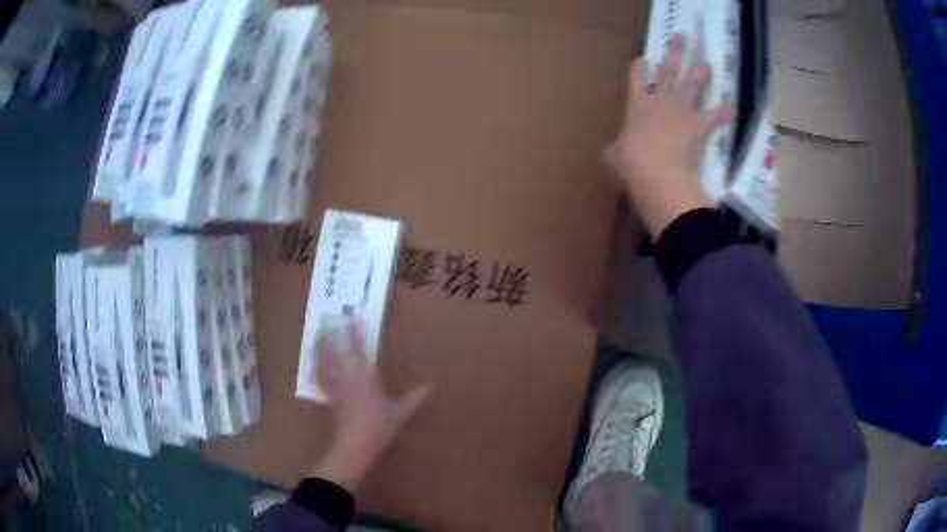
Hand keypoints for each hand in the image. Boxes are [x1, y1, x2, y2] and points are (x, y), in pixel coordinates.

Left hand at [311, 321, 431, 491]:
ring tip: (317, 335)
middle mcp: (348, 375)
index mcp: (366, 375)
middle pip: (336, 350)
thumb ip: (414, 398)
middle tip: (326, 321)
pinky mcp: (329, 396)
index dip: (355, 333)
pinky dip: (316, 369)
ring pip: (325, 361)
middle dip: (332, 335)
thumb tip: (430, 387)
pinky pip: (320, 378)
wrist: (355, 444)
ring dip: (320, 347)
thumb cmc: (379, 426)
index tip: (351, 319)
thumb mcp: (401, 412)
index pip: (359, 348)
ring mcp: (336, 385)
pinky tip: (313, 364)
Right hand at [605, 34, 733, 237]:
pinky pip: (716, 116)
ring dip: (701, 75)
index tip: (643, 59)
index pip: (637, 77)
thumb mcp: (614, 156)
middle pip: (669, 70)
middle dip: (676, 53)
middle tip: (682, 39)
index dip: (640, 67)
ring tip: (707, 66)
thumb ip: (615, 149)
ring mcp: (683, 111)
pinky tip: (731, 106)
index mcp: (637, 104)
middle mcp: (661, 101)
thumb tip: (611, 151)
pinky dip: (724, 112)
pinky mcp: (700, 126)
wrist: (658, 174)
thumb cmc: (631, 164)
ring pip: (694, 85)